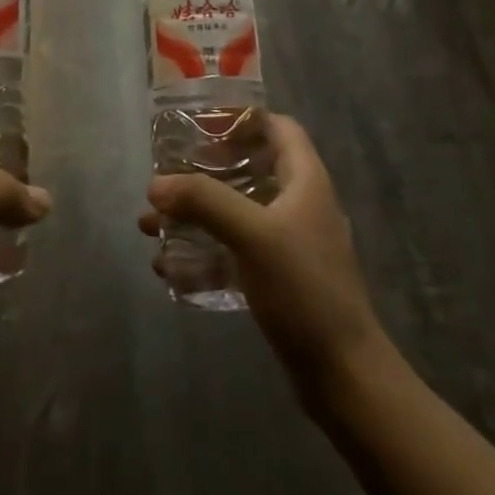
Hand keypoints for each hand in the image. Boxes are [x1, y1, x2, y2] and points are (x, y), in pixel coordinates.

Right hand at [138, 115, 399, 403]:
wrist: (344, 375)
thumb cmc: (305, 289)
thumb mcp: (252, 235)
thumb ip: (204, 202)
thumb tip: (155, 185)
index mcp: (305, 181)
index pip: (278, 128)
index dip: (242, 118)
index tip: (200, 123)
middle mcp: (299, 205)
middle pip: (250, 169)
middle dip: (204, 171)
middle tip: (167, 175)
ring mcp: (290, 244)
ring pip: (235, 213)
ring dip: (194, 215)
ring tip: (150, 223)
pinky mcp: (279, 279)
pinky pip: (234, 253)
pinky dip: (202, 253)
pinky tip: (168, 267)